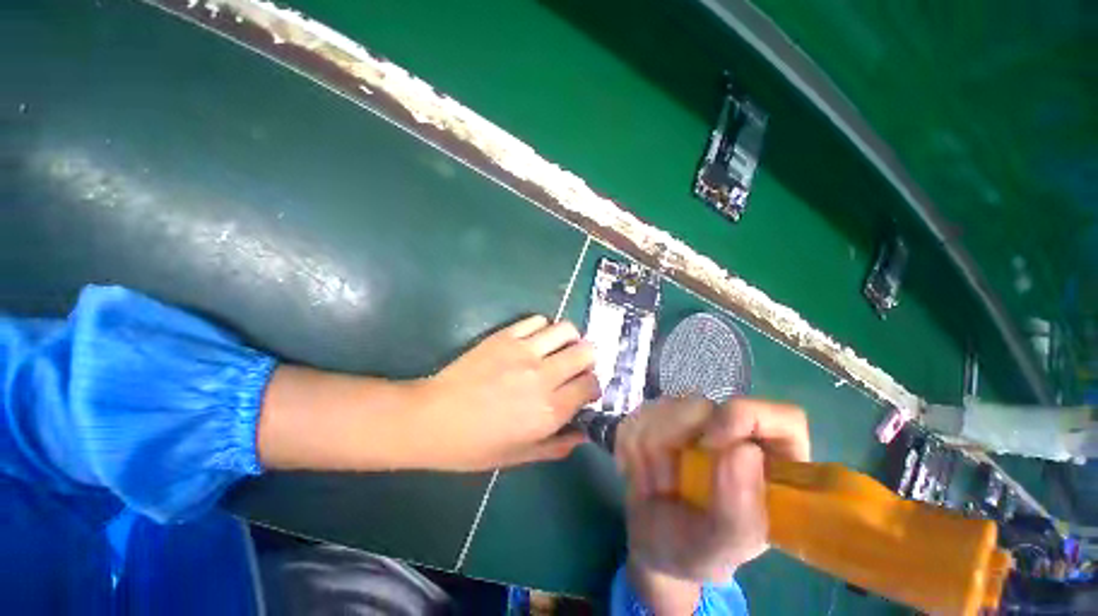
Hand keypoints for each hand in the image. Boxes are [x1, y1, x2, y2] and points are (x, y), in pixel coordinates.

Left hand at [257, 315, 597, 473]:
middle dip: (588, 359)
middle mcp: (543, 376)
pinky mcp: (505, 336)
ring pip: (566, 330)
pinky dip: (544, 327)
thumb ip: (556, 446)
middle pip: (586, 351)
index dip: (592, 386)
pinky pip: (537, 320)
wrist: (431, 419)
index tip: (583, 390)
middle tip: (575, 367)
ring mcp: (524, 351)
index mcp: (549, 410)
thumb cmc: (474, 445)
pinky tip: (535, 340)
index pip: (591, 385)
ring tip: (559, 349)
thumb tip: (583, 434)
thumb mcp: (519, 456)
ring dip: (569, 339)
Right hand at [616, 397, 809, 611]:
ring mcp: (691, 419)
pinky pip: (635, 418)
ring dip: (648, 455)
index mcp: (772, 462)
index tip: (709, 446)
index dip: (743, 419)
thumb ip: (740, 513)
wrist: (652, 545)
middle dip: (673, 448)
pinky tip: (640, 473)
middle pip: (702, 406)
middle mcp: (732, 430)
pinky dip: (630, 450)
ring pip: (661, 408)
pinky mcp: (658, 416)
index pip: (781, 417)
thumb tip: (744, 451)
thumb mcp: (723, 549)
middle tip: (669, 488)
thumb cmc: (697, 551)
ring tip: (656, 486)